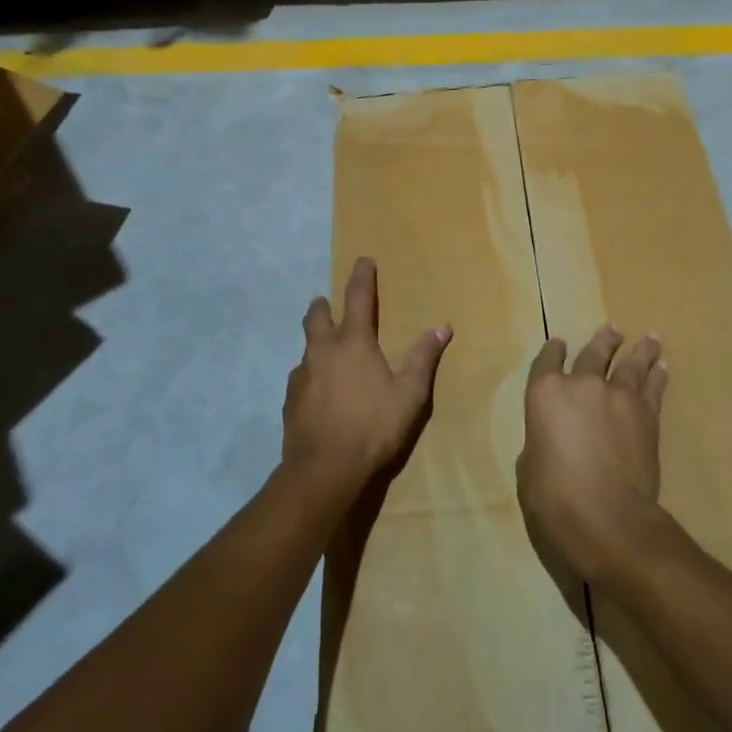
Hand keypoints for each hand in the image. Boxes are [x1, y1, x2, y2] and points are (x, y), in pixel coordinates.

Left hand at [283, 257, 451, 502]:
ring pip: (306, 348)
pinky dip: (310, 374)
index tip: (363, 260)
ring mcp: (301, 376)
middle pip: (317, 317)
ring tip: (325, 350)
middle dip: (323, 305)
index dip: (362, 277)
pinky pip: (300, 377)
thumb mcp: (410, 394)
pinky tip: (317, 389)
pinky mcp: (290, 401)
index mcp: (353, 342)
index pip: (358, 298)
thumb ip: (424, 358)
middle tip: (325, 301)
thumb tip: (442, 326)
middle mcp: (323, 351)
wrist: (323, 470)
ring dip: (315, 341)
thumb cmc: (373, 427)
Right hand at [516, 325, 669, 584]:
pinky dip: (658, 375)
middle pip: (595, 353)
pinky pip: (653, 386)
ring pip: (631, 363)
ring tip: (650, 338)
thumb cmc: (554, 499)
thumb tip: (550, 443)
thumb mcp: (530, 470)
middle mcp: (582, 385)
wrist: (608, 518)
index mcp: (546, 394)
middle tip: (614, 330)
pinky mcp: (647, 415)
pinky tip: (663, 367)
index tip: (558, 345)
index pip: (548, 361)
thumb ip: (540, 444)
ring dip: (640, 349)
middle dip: (604, 341)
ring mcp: (618, 397)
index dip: (553, 351)